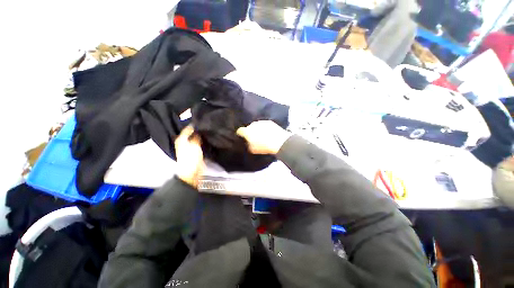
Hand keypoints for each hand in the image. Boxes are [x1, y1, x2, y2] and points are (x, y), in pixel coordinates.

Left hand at [175, 125, 204, 187]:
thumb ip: (197, 136)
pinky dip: (202, 142)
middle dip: (199, 130)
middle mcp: (184, 142)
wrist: (191, 172)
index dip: (195, 125)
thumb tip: (199, 129)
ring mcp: (189, 147)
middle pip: (192, 133)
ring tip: (209, 132)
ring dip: (201, 136)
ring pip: (196, 138)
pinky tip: (208, 140)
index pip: (188, 128)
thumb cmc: (191, 158)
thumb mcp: (194, 145)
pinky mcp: (194, 152)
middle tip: (208, 127)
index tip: (203, 122)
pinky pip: (199, 144)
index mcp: (181, 139)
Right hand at [236, 121, 290, 154]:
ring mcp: (261, 122)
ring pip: (256, 125)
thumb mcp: (253, 150)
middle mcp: (253, 124)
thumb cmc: (264, 147)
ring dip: (257, 129)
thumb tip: (247, 142)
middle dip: (250, 132)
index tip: (242, 137)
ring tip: (262, 135)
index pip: (240, 130)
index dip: (240, 134)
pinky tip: (268, 133)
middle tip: (254, 138)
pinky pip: (264, 124)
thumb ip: (248, 145)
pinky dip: (264, 128)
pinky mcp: (269, 121)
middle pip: (249, 127)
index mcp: (247, 131)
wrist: (279, 142)